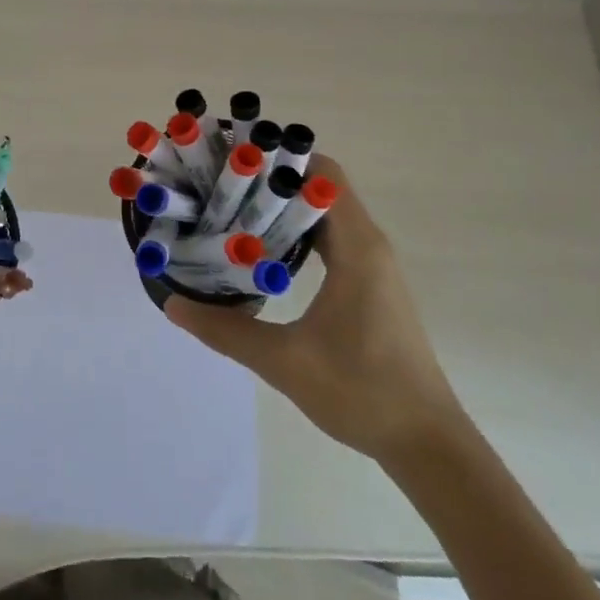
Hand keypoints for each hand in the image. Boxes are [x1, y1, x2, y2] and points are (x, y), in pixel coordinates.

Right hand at [165, 156, 465, 469]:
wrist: (427, 442)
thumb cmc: (361, 391)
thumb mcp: (283, 361)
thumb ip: (226, 330)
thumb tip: (172, 303)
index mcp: (356, 247)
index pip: (321, 173)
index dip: (278, 158)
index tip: (232, 159)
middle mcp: (369, 244)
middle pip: (321, 188)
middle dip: (271, 180)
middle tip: (220, 185)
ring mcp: (374, 266)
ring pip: (326, 214)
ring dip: (284, 208)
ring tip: (232, 211)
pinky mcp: (372, 286)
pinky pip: (333, 239)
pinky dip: (299, 233)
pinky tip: (265, 253)